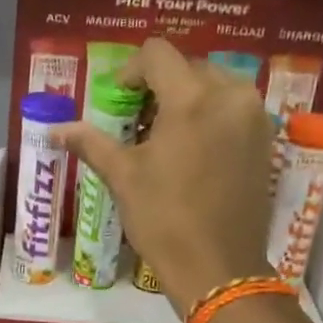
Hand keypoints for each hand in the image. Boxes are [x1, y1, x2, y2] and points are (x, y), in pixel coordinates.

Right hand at [52, 37, 275, 316]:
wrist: (218, 268)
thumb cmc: (164, 220)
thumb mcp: (123, 178)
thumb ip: (92, 143)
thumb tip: (56, 129)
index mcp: (192, 99)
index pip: (158, 54)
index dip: (130, 70)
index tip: (118, 99)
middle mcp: (231, 96)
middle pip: (189, 67)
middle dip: (160, 85)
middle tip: (137, 119)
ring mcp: (254, 118)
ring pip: (215, 86)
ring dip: (187, 98)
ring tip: (165, 134)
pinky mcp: (266, 140)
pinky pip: (234, 109)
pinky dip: (211, 115)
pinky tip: (193, 149)